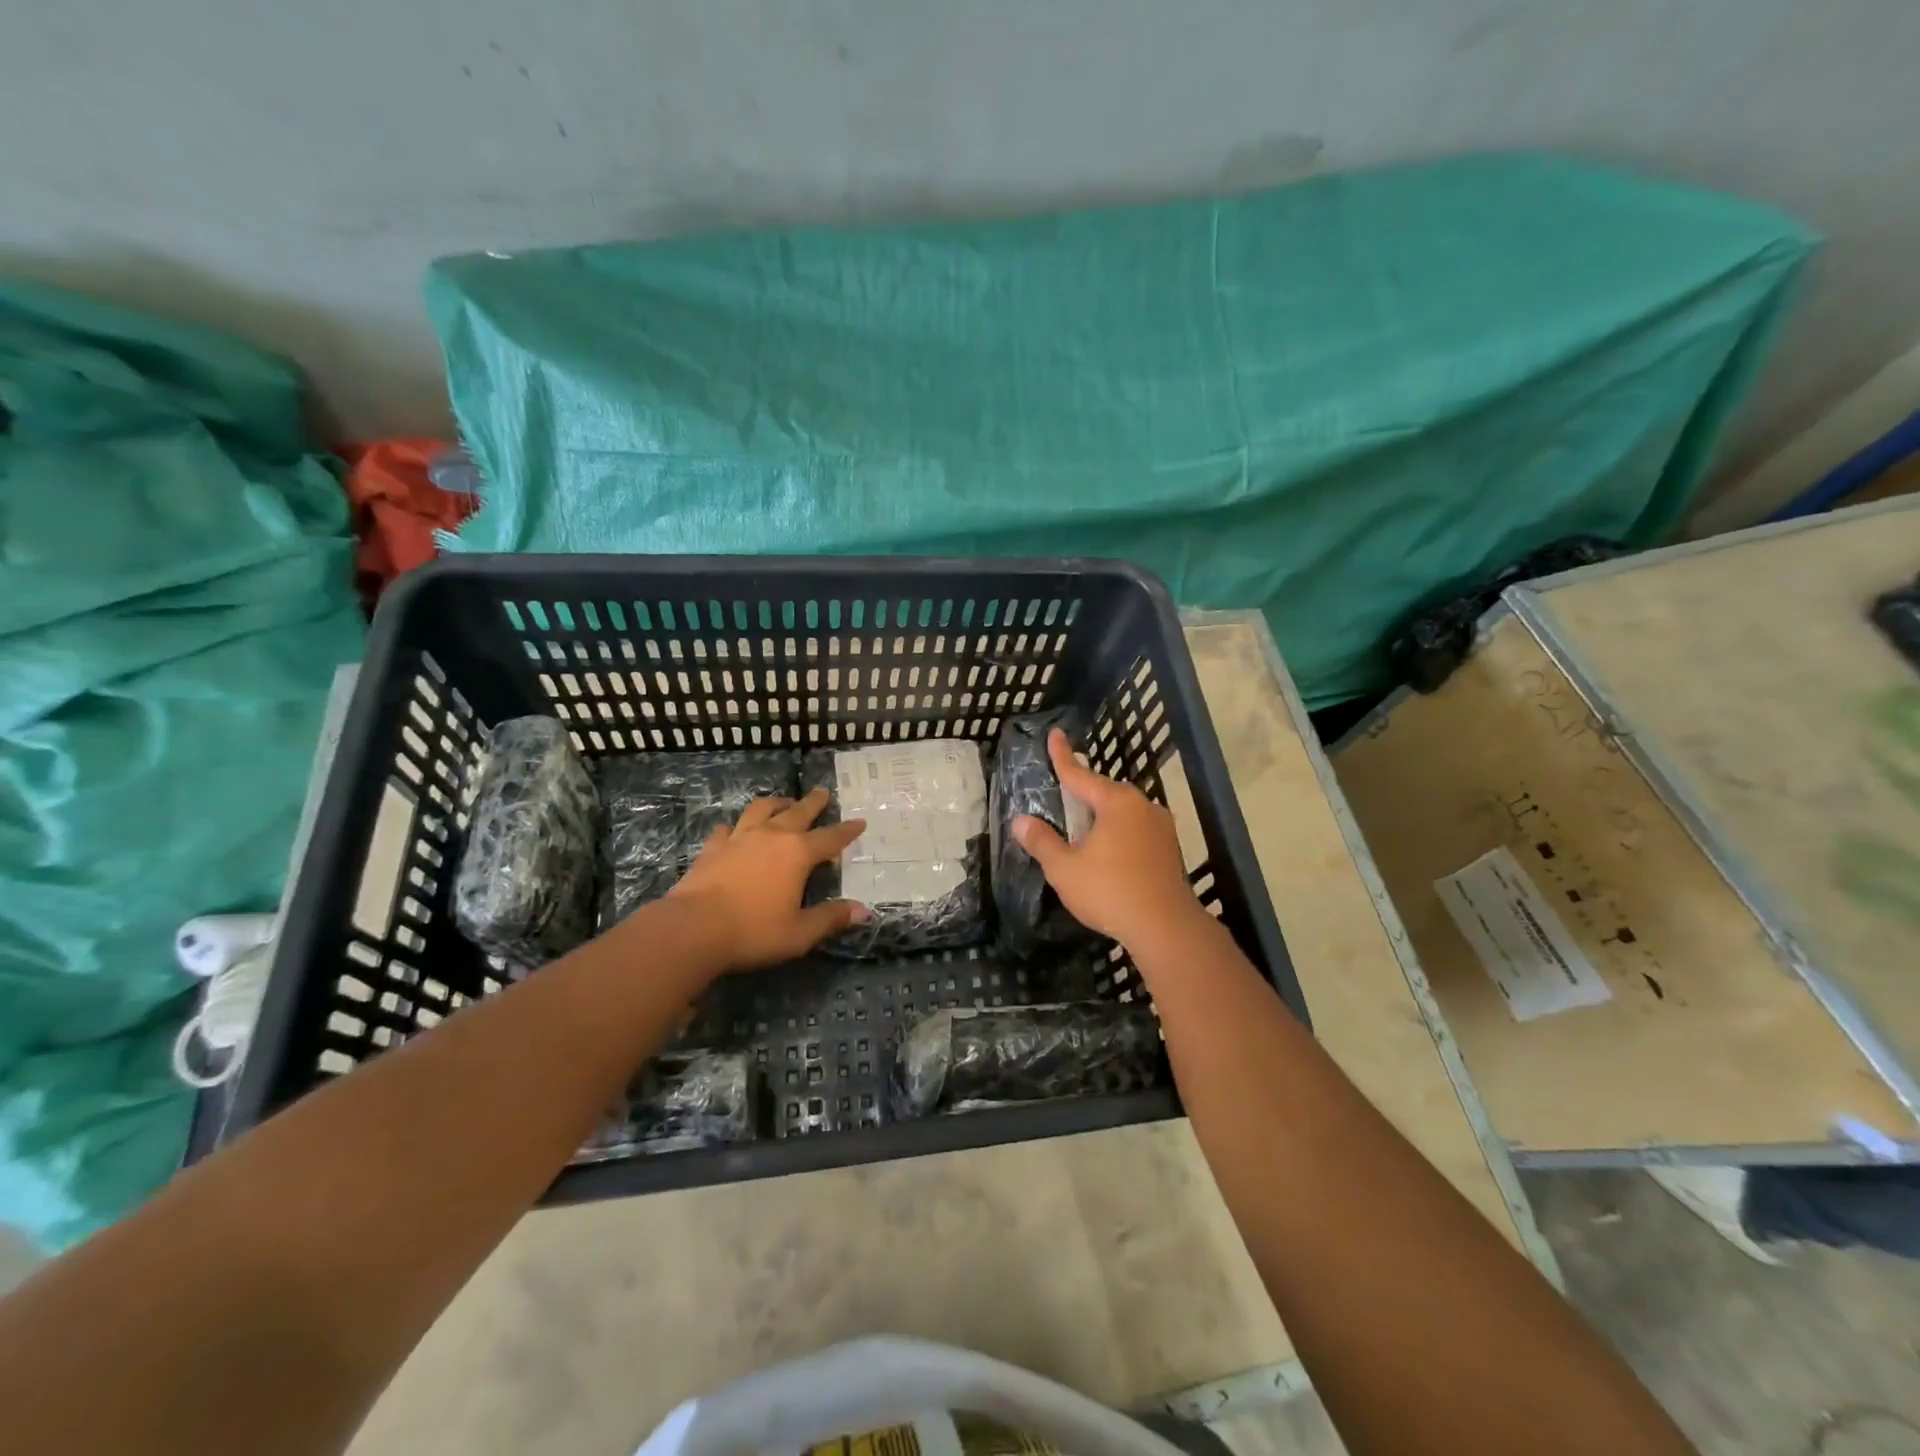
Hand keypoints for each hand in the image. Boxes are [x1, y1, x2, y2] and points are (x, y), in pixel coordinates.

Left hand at [669, 789, 869, 969]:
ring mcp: (739, 838)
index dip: (847, 831)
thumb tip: (864, 911)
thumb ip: (831, 918)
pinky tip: (734, 830)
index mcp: (798, 854)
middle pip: (797, 812)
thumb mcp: (800, 933)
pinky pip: (727, 829)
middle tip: (822, 792)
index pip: (830, 838)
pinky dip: (736, 826)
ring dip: (776, 803)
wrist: (692, 929)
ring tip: (783, 802)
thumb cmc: (753, 931)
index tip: (860, 821)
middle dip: (813, 802)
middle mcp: (771, 836)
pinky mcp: (712, 848)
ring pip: (761, 810)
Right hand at [1012, 728, 1209, 951]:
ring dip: (1102, 816)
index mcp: (1116, 802)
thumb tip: (1020, 821)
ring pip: (1123, 812)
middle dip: (1084, 793)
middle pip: (1105, 792)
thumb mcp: (1065, 868)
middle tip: (1063, 796)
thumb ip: (1042, 841)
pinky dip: (1118, 833)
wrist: (1166, 928)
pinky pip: (1135, 830)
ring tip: (1082, 829)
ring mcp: (1160, 827)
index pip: (1080, 774)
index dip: (1062, 756)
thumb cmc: (1110, 891)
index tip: (1055, 734)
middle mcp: (1142, 806)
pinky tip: (1108, 852)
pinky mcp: (1169, 849)